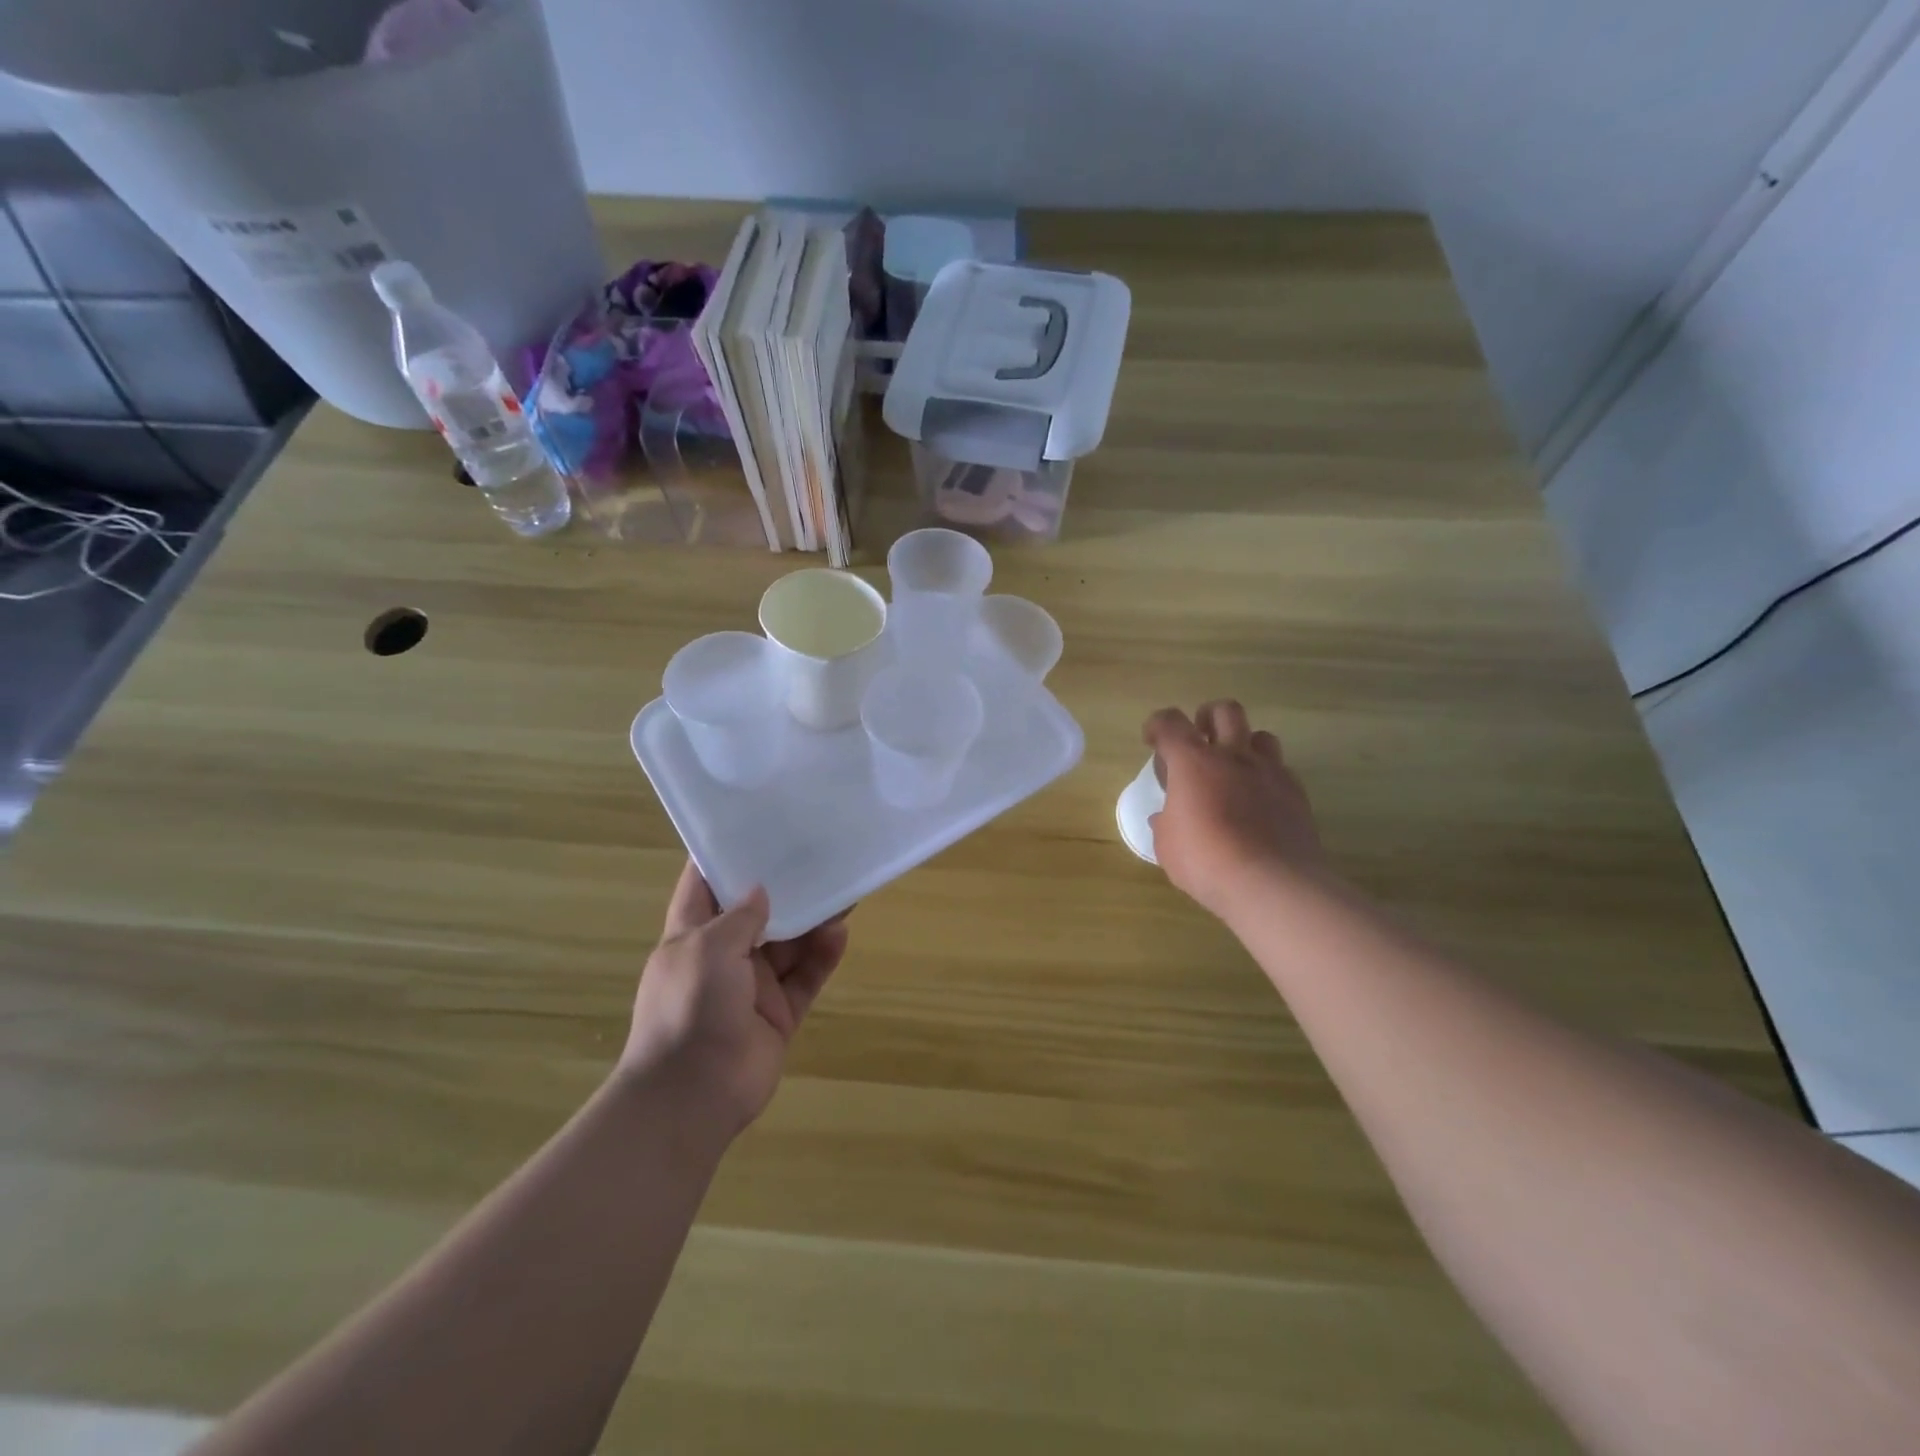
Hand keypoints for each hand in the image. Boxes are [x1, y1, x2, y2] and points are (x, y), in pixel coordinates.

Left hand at [620, 861, 848, 1142]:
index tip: (755, 825)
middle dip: (785, 887)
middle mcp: (722, 956)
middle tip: (819, 857)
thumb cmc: (688, 1008)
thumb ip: (739, 917)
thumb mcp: (706, 948)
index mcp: (691, 935)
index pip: (704, 885)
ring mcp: (753, 986)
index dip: (725, 855)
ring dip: (812, 921)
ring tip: (843, 892)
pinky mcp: (779, 1013)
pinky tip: (840, 933)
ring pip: (789, 944)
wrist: (693, 1095)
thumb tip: (761, 892)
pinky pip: (806, 977)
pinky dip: (823, 956)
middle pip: (758, 913)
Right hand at [1144, 701, 1327, 919]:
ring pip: (1261, 735)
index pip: (1170, 722)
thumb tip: (1167, 817)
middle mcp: (1233, 756)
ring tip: (1233, 770)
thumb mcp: (1167, 845)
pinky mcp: (1296, 794)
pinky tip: (1258, 802)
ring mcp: (1269, 772)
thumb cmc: (1205, 861)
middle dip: (1207, 718)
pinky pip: (1281, 770)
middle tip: (1199, 742)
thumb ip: (1166, 823)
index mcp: (1193, 762)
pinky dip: (1266, 778)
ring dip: (1244, 745)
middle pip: (1224, 711)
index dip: (1157, 725)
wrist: (1270, 883)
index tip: (1152, 740)